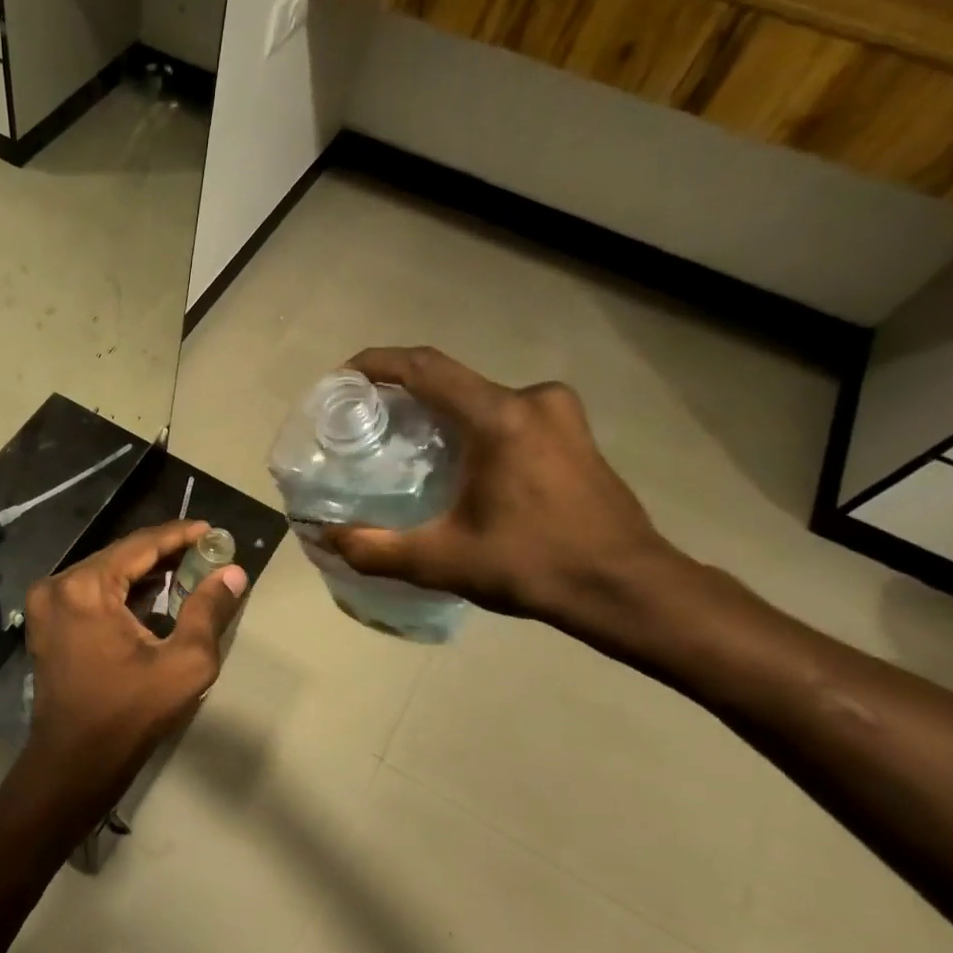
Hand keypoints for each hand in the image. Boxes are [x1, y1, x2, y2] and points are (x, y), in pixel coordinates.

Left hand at [8, 520, 247, 828]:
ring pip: (103, 571)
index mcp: (85, 587)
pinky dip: (120, 589)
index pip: (140, 544)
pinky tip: (152, 594)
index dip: (179, 534)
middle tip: (204, 551)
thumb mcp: (184, 663)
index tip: (212, 530)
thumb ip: (209, 610)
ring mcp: (45, 604)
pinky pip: (88, 591)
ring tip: (186, 568)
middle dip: (163, 551)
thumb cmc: (130, 713)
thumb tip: (233, 572)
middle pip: (119, 555)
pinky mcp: (45, 622)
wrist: (74, 762)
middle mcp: (58, 585)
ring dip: (142, 570)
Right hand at [324, 347, 679, 627]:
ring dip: (440, 413)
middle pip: (451, 381)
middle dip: (404, 395)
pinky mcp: (574, 433)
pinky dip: (473, 426)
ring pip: (480, 398)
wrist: (627, 589)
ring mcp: (560, 414)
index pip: (425, 368)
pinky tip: (457, 463)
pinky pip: (508, 413)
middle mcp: (532, 400)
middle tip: (367, 425)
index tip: (342, 378)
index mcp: (498, 418)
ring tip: (406, 446)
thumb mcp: (442, 561)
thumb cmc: (534, 566)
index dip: (378, 364)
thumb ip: (375, 548)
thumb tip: (325, 537)